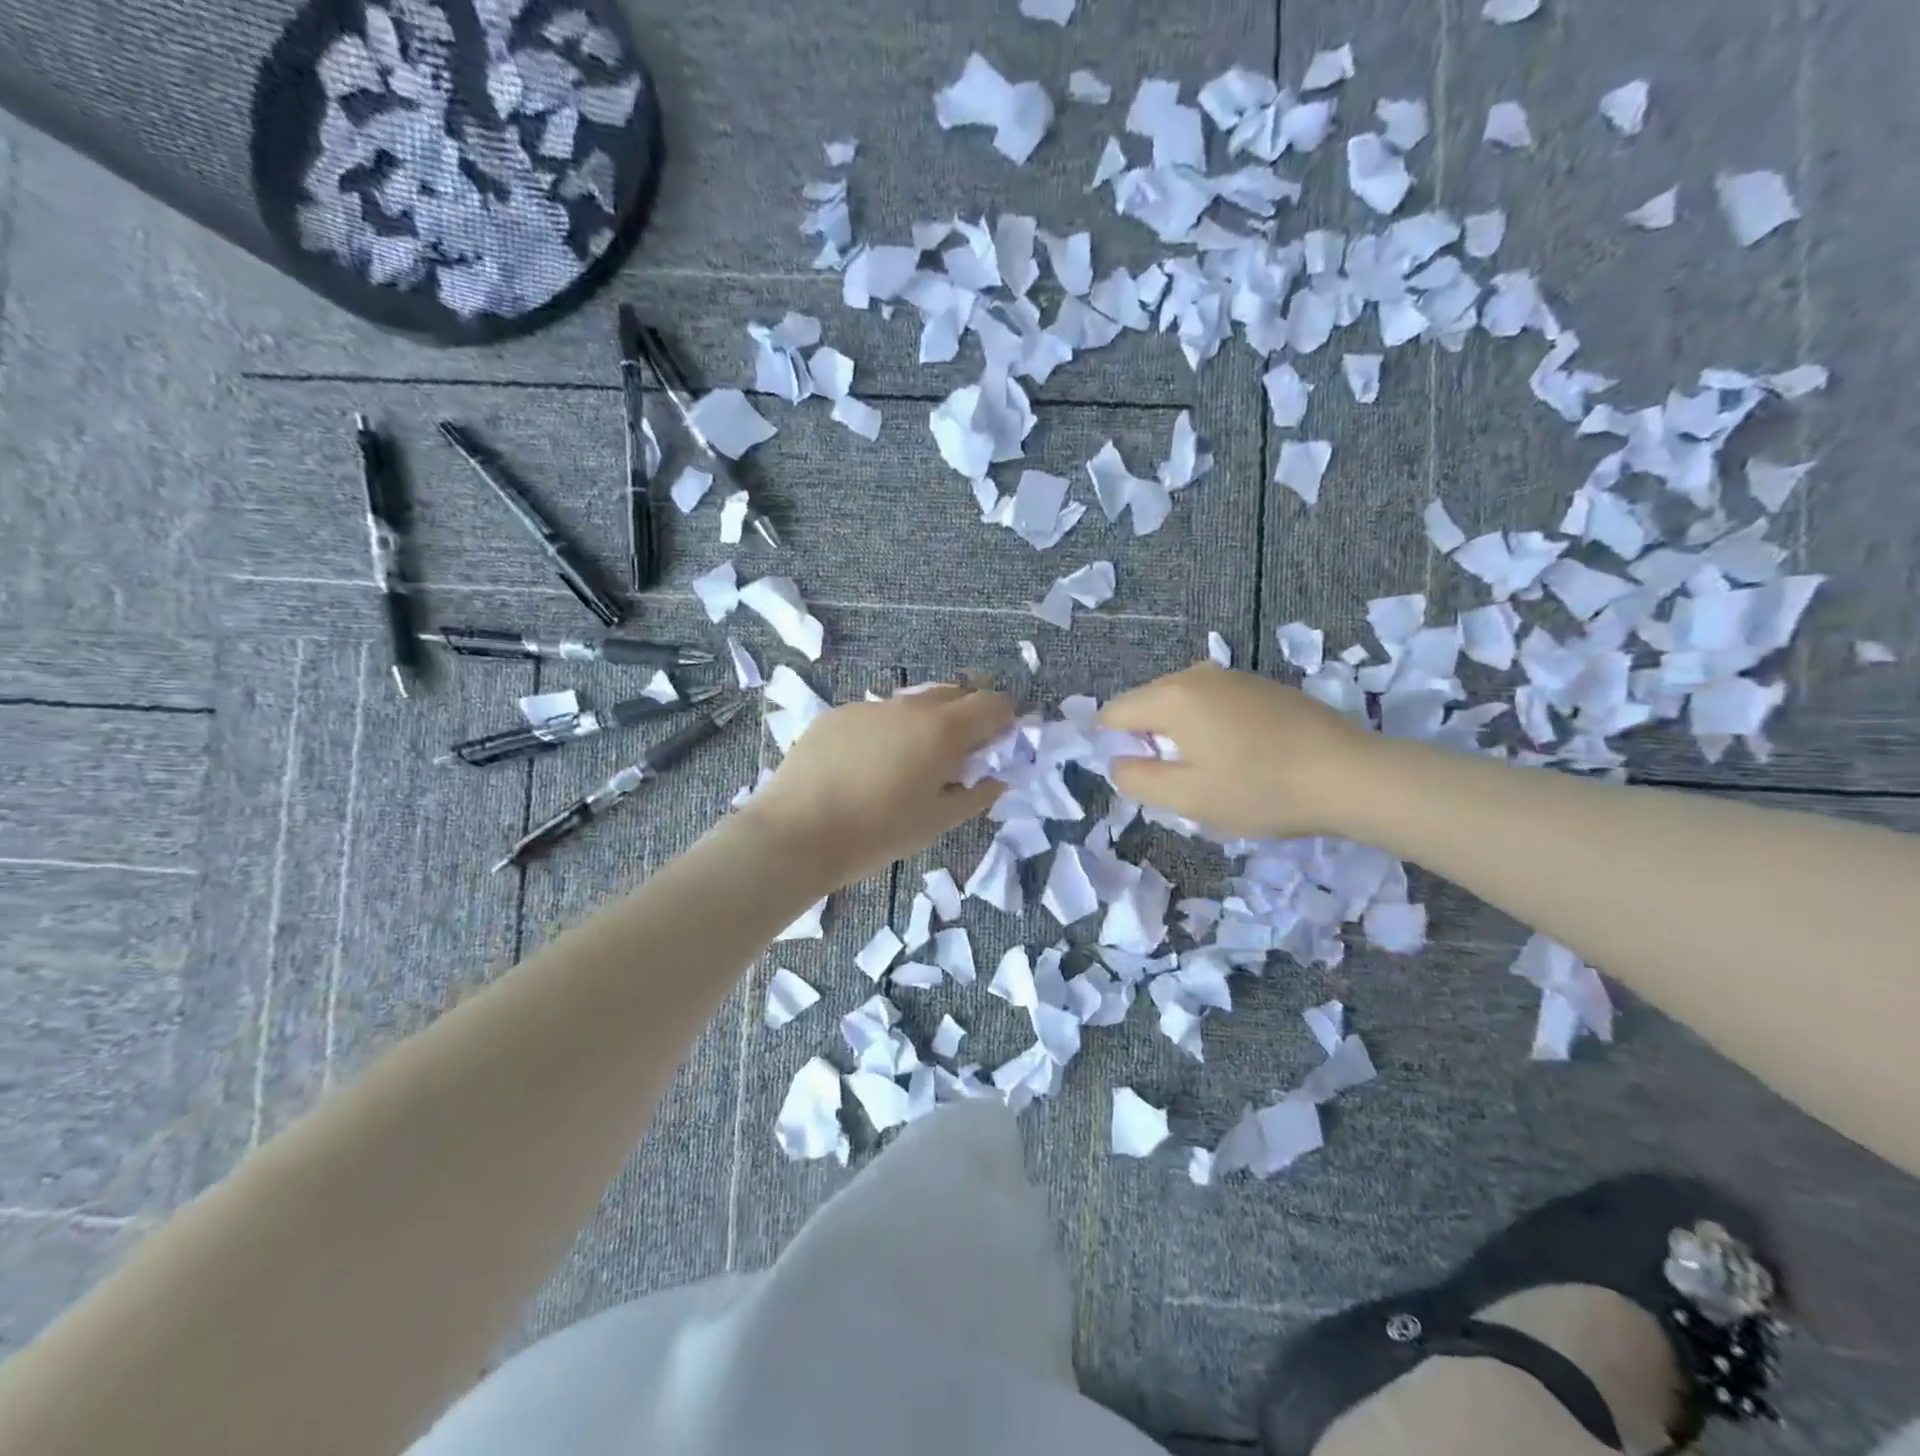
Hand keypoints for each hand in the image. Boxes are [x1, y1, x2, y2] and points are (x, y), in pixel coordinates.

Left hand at [744, 683, 1013, 886]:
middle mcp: (909, 706)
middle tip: (960, 753)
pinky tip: (868, 765)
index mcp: (942, 730)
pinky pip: (877, 716)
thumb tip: (996, 779)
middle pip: (954, 693)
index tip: (998, 743)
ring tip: (910, 762)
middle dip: (967, 715)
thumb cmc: (877, 832)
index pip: (992, 703)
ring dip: (926, 723)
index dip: (1004, 719)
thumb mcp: (936, 822)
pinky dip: (887, 731)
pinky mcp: (837, 715)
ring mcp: (869, 707)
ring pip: (912, 704)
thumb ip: (975, 796)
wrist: (797, 832)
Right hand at [1098, 665, 1371, 837]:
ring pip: (1181, 704)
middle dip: (1148, 741)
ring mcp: (1232, 676)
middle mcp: (1196, 675)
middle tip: (1178, 782)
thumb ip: (1137, 779)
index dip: (1113, 747)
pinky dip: (1209, 728)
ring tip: (1211, 772)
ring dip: (1180, 736)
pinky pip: (1212, 703)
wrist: (1351, 775)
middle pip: (1146, 705)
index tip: (1142, 779)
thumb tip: (1118, 762)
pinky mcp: (1261, 686)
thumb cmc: (1260, 789)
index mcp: (1171, 697)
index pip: (1114, 714)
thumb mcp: (1187, 797)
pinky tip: (1240, 757)